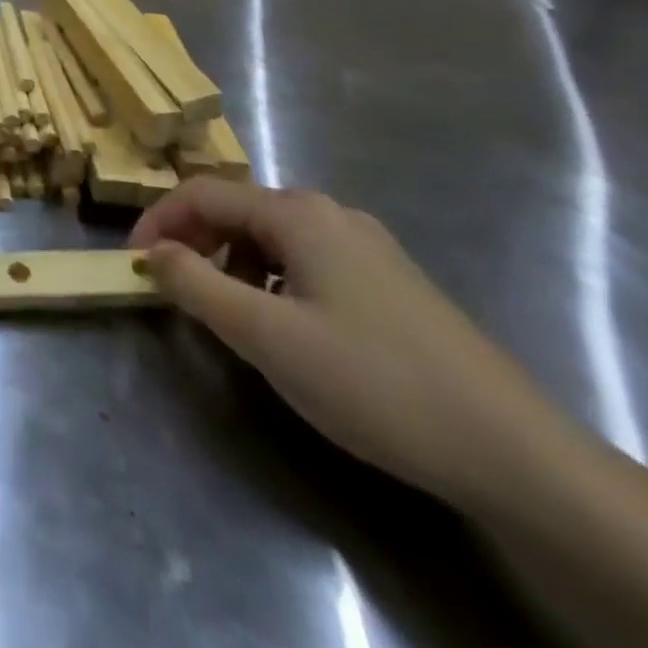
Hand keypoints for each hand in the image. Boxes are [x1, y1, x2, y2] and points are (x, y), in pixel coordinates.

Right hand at [130, 178, 571, 516]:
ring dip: (230, 263)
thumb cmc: (373, 381)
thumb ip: (195, 284)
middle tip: (170, 288)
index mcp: (298, 212)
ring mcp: (366, 246)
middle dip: (193, 242)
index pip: (201, 193)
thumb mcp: (264, 335)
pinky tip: (283, 326)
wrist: (516, 454)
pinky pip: (304, 260)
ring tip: (224, 313)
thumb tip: (152, 253)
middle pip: (236, 209)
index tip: (131, 263)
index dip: (157, 221)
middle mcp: (330, 213)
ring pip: (270, 237)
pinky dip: (270, 279)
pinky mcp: (389, 281)